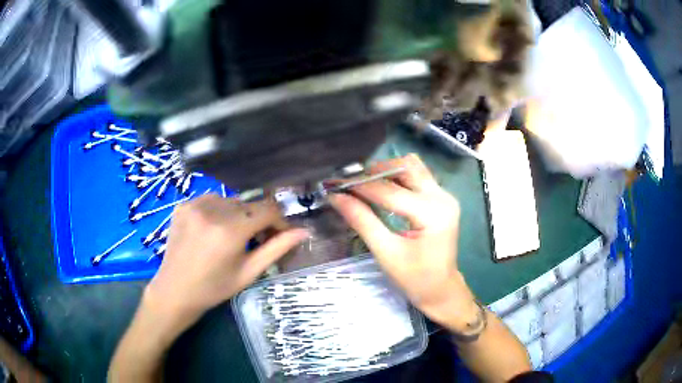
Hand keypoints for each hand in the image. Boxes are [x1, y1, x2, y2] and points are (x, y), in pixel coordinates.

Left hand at [144, 195, 308, 328]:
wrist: (175, 290)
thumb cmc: (214, 288)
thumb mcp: (248, 272)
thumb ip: (276, 249)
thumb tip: (303, 232)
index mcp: (231, 230)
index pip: (268, 209)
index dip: (279, 221)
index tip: (280, 235)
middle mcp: (213, 210)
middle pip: (249, 204)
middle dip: (259, 220)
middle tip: (256, 241)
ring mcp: (195, 204)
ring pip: (231, 201)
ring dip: (238, 215)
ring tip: (233, 236)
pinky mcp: (183, 205)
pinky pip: (211, 200)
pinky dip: (219, 211)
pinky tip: (214, 229)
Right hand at [328, 154, 478, 330]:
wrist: (441, 289)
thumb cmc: (415, 278)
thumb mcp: (386, 252)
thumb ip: (362, 221)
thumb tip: (337, 198)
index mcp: (433, 213)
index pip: (391, 191)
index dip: (361, 186)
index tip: (335, 184)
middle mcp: (443, 197)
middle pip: (407, 167)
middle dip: (376, 171)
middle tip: (351, 183)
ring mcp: (445, 196)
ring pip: (413, 168)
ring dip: (388, 171)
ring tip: (365, 184)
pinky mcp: (442, 199)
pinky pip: (418, 177)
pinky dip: (398, 178)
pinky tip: (382, 189)